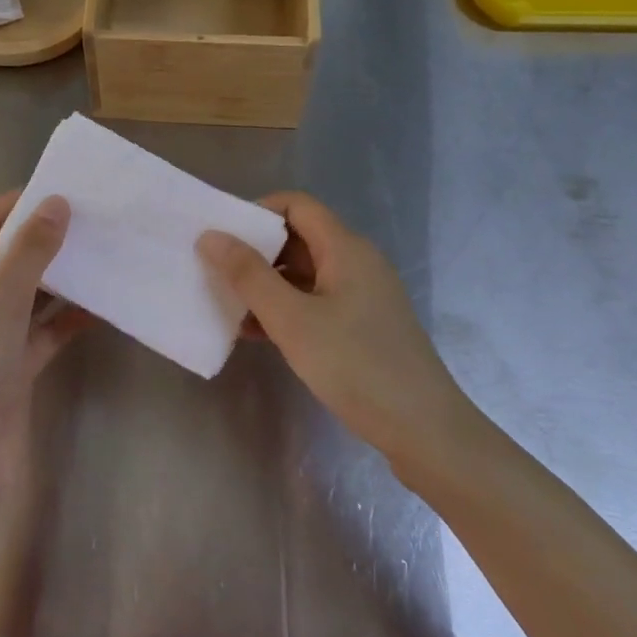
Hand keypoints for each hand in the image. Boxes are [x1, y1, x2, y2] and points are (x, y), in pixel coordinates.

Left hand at [0, 191, 88, 491]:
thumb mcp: (0, 300)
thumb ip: (31, 252)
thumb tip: (56, 203)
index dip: (15, 205)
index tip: (60, 192)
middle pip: (11, 257)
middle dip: (47, 239)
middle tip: (94, 221)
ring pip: (33, 295)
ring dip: (64, 278)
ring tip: (106, 255)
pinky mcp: (18, 367)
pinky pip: (48, 331)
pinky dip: (71, 318)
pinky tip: (105, 306)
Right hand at [198, 192, 468, 467]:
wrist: (425, 432)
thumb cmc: (356, 366)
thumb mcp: (292, 320)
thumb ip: (248, 275)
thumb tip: (211, 236)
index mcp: (346, 248)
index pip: (296, 205)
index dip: (257, 211)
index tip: (222, 236)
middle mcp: (357, 263)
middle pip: (299, 237)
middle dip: (255, 250)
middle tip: (216, 271)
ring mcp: (363, 296)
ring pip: (305, 274)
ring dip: (267, 284)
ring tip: (227, 304)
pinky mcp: (364, 327)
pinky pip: (316, 302)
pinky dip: (286, 309)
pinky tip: (256, 333)